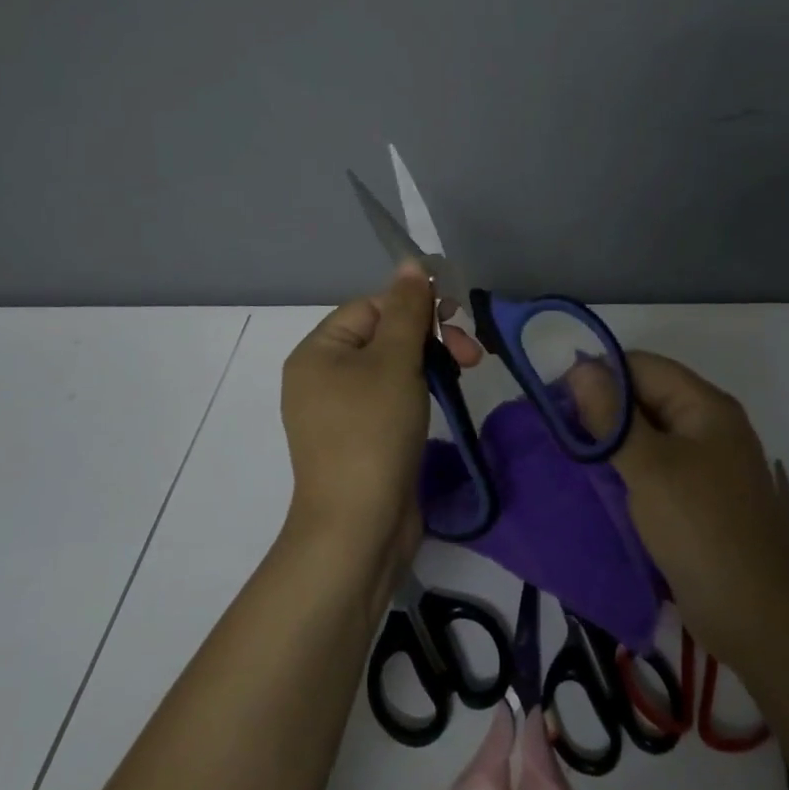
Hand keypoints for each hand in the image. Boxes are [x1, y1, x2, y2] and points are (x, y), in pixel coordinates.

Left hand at [279, 261, 482, 570]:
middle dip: (429, 337)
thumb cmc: (373, 431)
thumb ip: (408, 308)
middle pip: (384, 336)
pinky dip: (418, 393)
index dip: (415, 306)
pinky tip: (443, 399)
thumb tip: (411, 261)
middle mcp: (322, 377)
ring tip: (466, 373)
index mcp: (318, 352)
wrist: (358, 528)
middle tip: (470, 353)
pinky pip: (390, 399)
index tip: (456, 316)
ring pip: (392, 368)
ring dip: (430, 363)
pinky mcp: (360, 439)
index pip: (372, 307)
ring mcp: (340, 412)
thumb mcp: (394, 360)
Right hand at [568, 351, 788, 667]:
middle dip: (601, 409)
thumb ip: (611, 417)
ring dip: (610, 442)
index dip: (598, 374)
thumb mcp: (649, 467)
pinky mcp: (698, 499)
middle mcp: (708, 426)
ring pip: (647, 435)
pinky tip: (597, 484)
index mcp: (705, 406)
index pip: (642, 366)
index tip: (555, 399)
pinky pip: (655, 468)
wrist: (758, 619)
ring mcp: (706, 465)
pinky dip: (626, 470)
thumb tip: (579, 367)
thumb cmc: (701, 530)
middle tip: (556, 431)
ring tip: (569, 456)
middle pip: (645, 398)